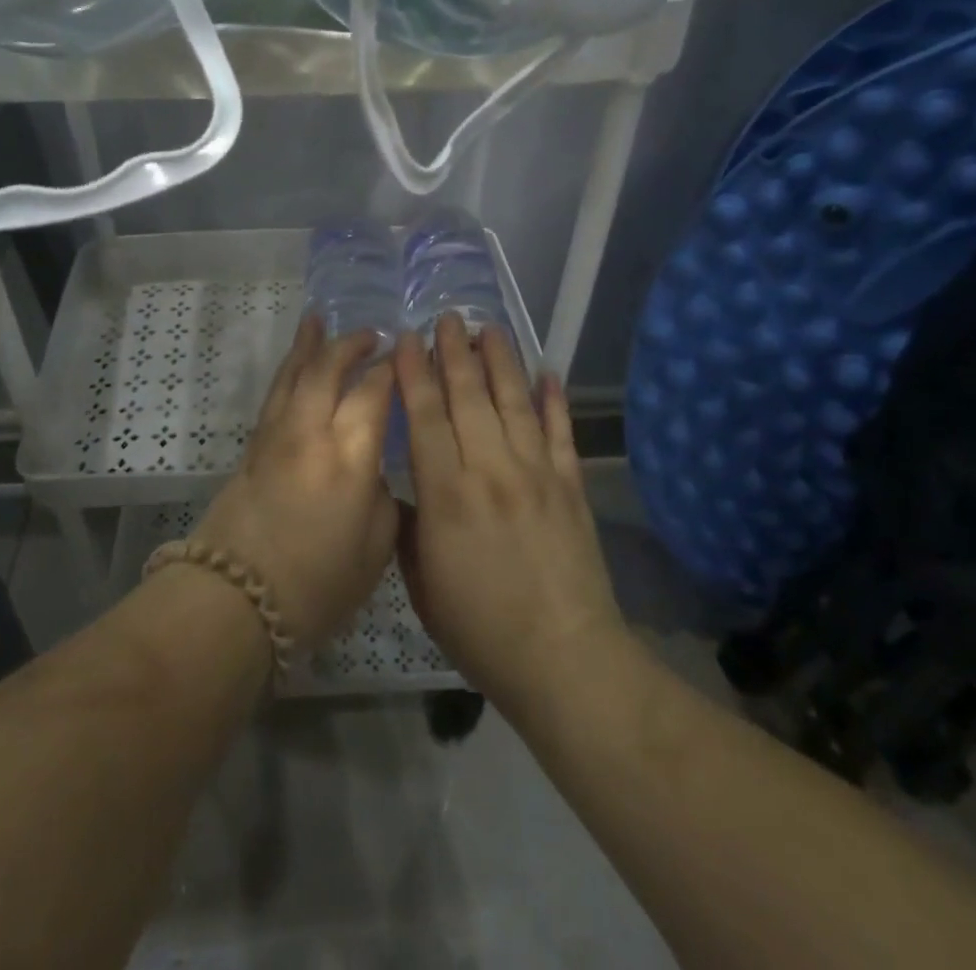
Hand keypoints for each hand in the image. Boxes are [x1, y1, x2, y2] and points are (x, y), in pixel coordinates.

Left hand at [198, 316, 397, 651]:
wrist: (236, 599)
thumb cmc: (317, 585)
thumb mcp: (375, 549)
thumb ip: (382, 497)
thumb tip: (373, 470)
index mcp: (350, 456)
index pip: (374, 393)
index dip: (392, 370)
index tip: (407, 356)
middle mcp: (312, 432)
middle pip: (330, 370)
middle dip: (352, 345)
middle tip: (373, 335)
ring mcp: (277, 435)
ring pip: (295, 373)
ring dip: (311, 344)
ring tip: (320, 320)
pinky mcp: (254, 446)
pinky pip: (275, 392)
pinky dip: (288, 369)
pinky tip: (294, 362)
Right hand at [393, 314, 625, 715]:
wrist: (564, 659)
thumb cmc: (480, 629)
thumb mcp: (422, 584)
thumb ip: (409, 528)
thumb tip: (404, 491)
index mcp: (446, 494)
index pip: (426, 417)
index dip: (415, 373)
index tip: (408, 339)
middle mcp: (490, 470)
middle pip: (469, 396)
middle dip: (455, 351)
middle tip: (447, 316)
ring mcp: (536, 474)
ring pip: (514, 402)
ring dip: (501, 361)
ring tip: (489, 328)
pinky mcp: (570, 486)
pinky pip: (561, 432)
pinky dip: (554, 400)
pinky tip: (547, 372)